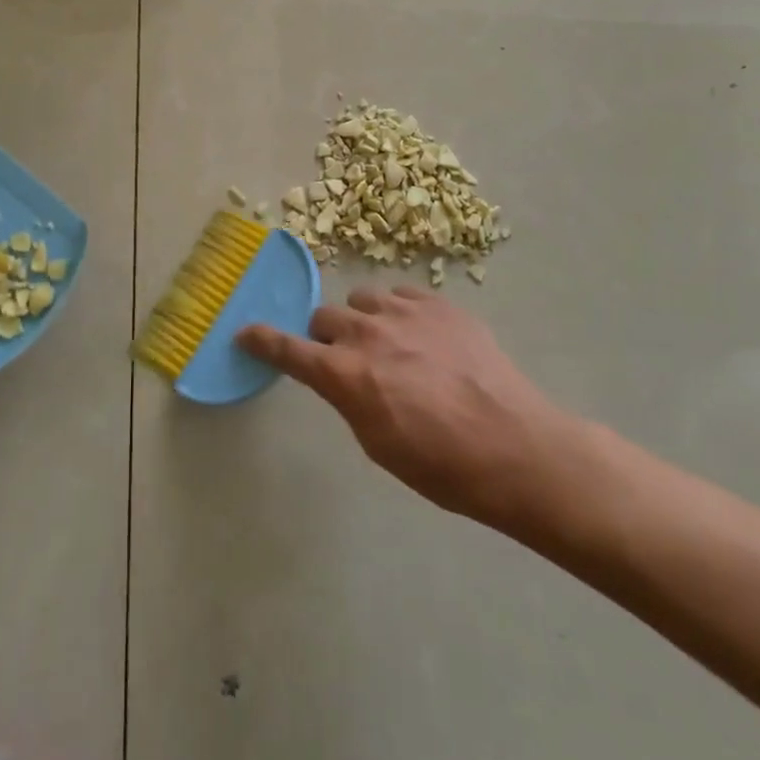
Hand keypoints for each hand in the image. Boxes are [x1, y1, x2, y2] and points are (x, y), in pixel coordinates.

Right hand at [239, 287, 577, 536]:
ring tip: (389, 344)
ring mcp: (404, 312)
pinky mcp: (438, 303)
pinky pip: (401, 294)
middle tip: (348, 360)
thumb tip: (345, 378)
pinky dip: (399, 311)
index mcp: (345, 375)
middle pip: (324, 317)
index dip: (262, 340)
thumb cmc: (442, 466)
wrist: (515, 446)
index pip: (288, 349)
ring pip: (362, 300)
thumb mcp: (379, 444)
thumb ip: (351, 399)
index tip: (245, 332)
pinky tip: (420, 334)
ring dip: (364, 320)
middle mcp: (366, 333)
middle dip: (327, 337)